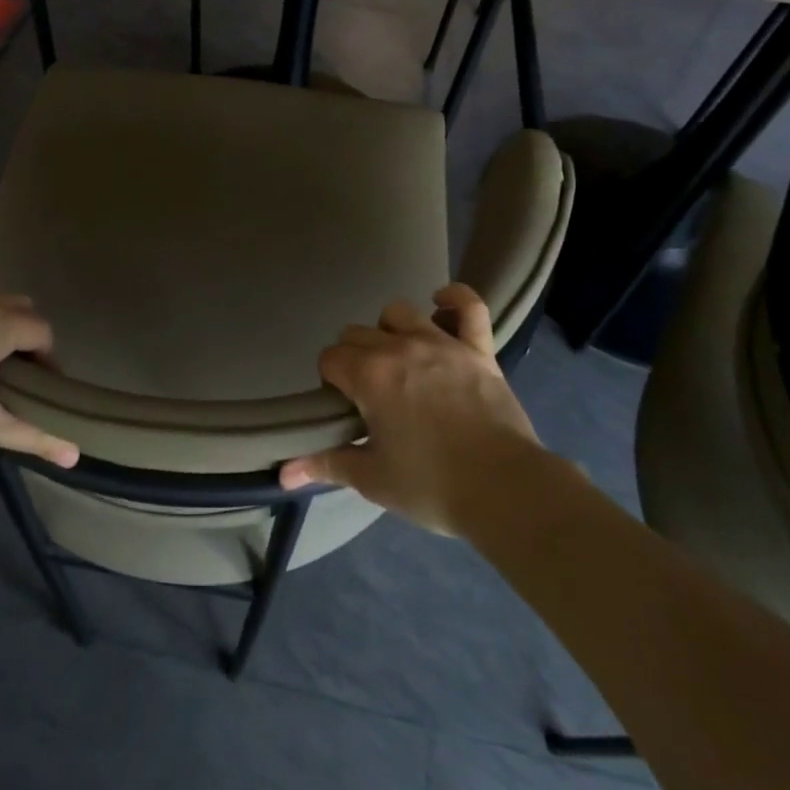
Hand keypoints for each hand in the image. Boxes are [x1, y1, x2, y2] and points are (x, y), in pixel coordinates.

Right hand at [278, 284, 542, 534]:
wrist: (505, 490)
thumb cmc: (432, 485)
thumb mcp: (372, 479)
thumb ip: (326, 464)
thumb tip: (284, 473)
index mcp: (369, 376)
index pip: (330, 358)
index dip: (330, 381)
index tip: (343, 407)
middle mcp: (399, 348)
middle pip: (357, 333)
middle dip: (353, 357)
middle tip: (368, 394)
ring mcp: (441, 343)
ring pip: (398, 312)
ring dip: (389, 331)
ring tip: (397, 360)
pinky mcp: (477, 348)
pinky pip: (468, 306)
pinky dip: (453, 299)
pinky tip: (441, 304)